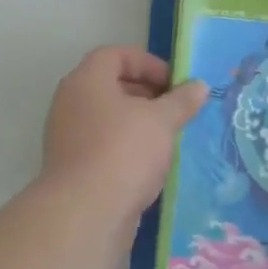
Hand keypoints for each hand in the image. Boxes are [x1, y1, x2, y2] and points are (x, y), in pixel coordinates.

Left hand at [40, 46, 207, 216]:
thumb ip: (181, 100)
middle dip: (147, 93)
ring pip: (108, 118)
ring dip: (139, 123)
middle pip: (111, 85)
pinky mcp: (73, 167)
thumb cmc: (124, 151)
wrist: (85, 214)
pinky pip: (104, 145)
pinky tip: (152, 164)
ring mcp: (68, 137)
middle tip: (175, 108)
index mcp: (86, 81)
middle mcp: (71, 103)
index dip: (147, 63)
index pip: (115, 55)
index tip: (174, 83)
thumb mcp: (161, 121)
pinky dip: (127, 147)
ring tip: (168, 136)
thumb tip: (199, 86)